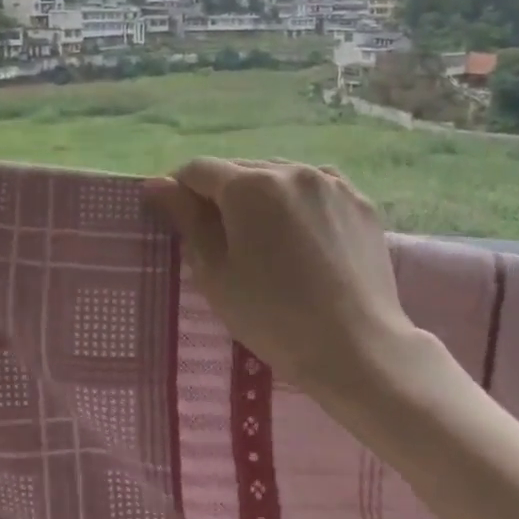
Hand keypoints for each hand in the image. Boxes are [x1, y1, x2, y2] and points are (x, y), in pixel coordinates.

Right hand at [145, 158, 424, 403]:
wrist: (358, 349)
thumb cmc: (273, 318)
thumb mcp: (216, 274)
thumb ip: (186, 220)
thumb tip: (157, 184)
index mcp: (250, 185)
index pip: (198, 170)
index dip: (179, 191)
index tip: (177, 220)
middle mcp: (292, 169)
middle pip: (240, 170)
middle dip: (222, 195)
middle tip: (220, 239)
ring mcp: (332, 183)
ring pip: (279, 176)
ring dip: (261, 197)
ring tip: (264, 240)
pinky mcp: (360, 202)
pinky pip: (315, 190)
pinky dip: (298, 205)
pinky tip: (302, 240)